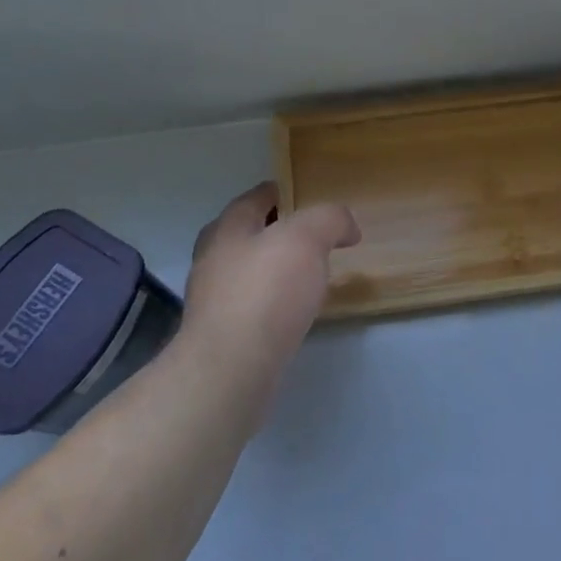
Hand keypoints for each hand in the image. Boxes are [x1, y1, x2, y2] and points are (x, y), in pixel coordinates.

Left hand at [178, 183, 359, 414]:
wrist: (232, 368)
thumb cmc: (266, 292)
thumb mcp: (307, 238)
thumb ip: (329, 219)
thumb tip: (346, 226)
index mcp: (228, 228)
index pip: (254, 198)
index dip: (281, 192)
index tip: (305, 196)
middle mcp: (214, 259)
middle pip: (248, 234)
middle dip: (277, 232)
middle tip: (313, 237)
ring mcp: (214, 300)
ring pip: (249, 271)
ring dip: (276, 269)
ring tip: (310, 275)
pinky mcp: (223, 335)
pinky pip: (253, 306)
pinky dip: (274, 301)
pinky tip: (295, 311)